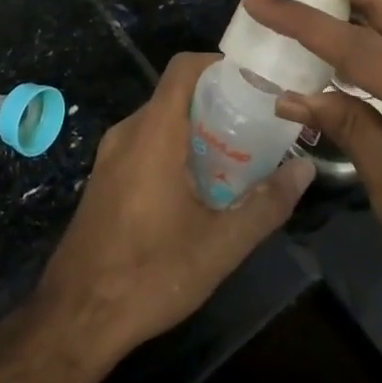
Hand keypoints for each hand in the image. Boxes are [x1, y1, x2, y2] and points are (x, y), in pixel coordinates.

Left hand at [33, 52, 313, 364]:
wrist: (76, 317)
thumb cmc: (150, 274)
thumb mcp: (221, 244)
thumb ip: (267, 203)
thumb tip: (305, 170)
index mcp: (153, 133)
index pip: (184, 68)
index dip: (220, 64)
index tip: (257, 82)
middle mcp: (128, 132)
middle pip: (177, 94)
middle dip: (220, 102)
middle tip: (260, 124)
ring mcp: (111, 156)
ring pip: (162, 121)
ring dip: (199, 129)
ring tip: (241, 154)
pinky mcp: (106, 178)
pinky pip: (146, 143)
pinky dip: (177, 147)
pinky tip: (203, 185)